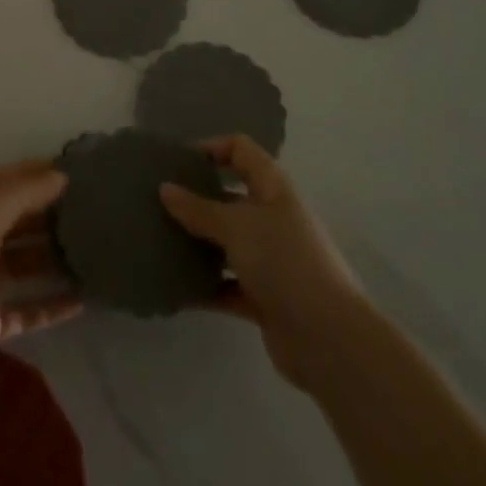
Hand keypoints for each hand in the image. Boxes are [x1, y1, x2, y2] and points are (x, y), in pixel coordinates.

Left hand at [0, 159, 81, 353]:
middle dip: (42, 211)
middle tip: (81, 206)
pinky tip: (81, 299)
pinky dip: (52, 303)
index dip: (26, 171)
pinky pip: (28, 307)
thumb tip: (58, 176)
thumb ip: (20, 193)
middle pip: (9, 220)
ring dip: (50, 255)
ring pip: (21, 263)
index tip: (63, 168)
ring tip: (87, 247)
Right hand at [159, 135, 365, 392]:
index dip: (211, 148)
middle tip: (157, 202)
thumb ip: (199, 208)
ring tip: (159, 241)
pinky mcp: (264, 297)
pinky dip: (206, 285)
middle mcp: (273, 218)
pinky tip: (176, 286)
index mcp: (273, 188)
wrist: (328, 338)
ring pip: (227, 243)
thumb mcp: (236, 226)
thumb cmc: (284, 262)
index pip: (241, 150)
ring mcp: (270, 259)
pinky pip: (227, 284)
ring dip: (198, 243)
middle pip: (230, 196)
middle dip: (196, 198)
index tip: (176, 162)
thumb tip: (165, 188)